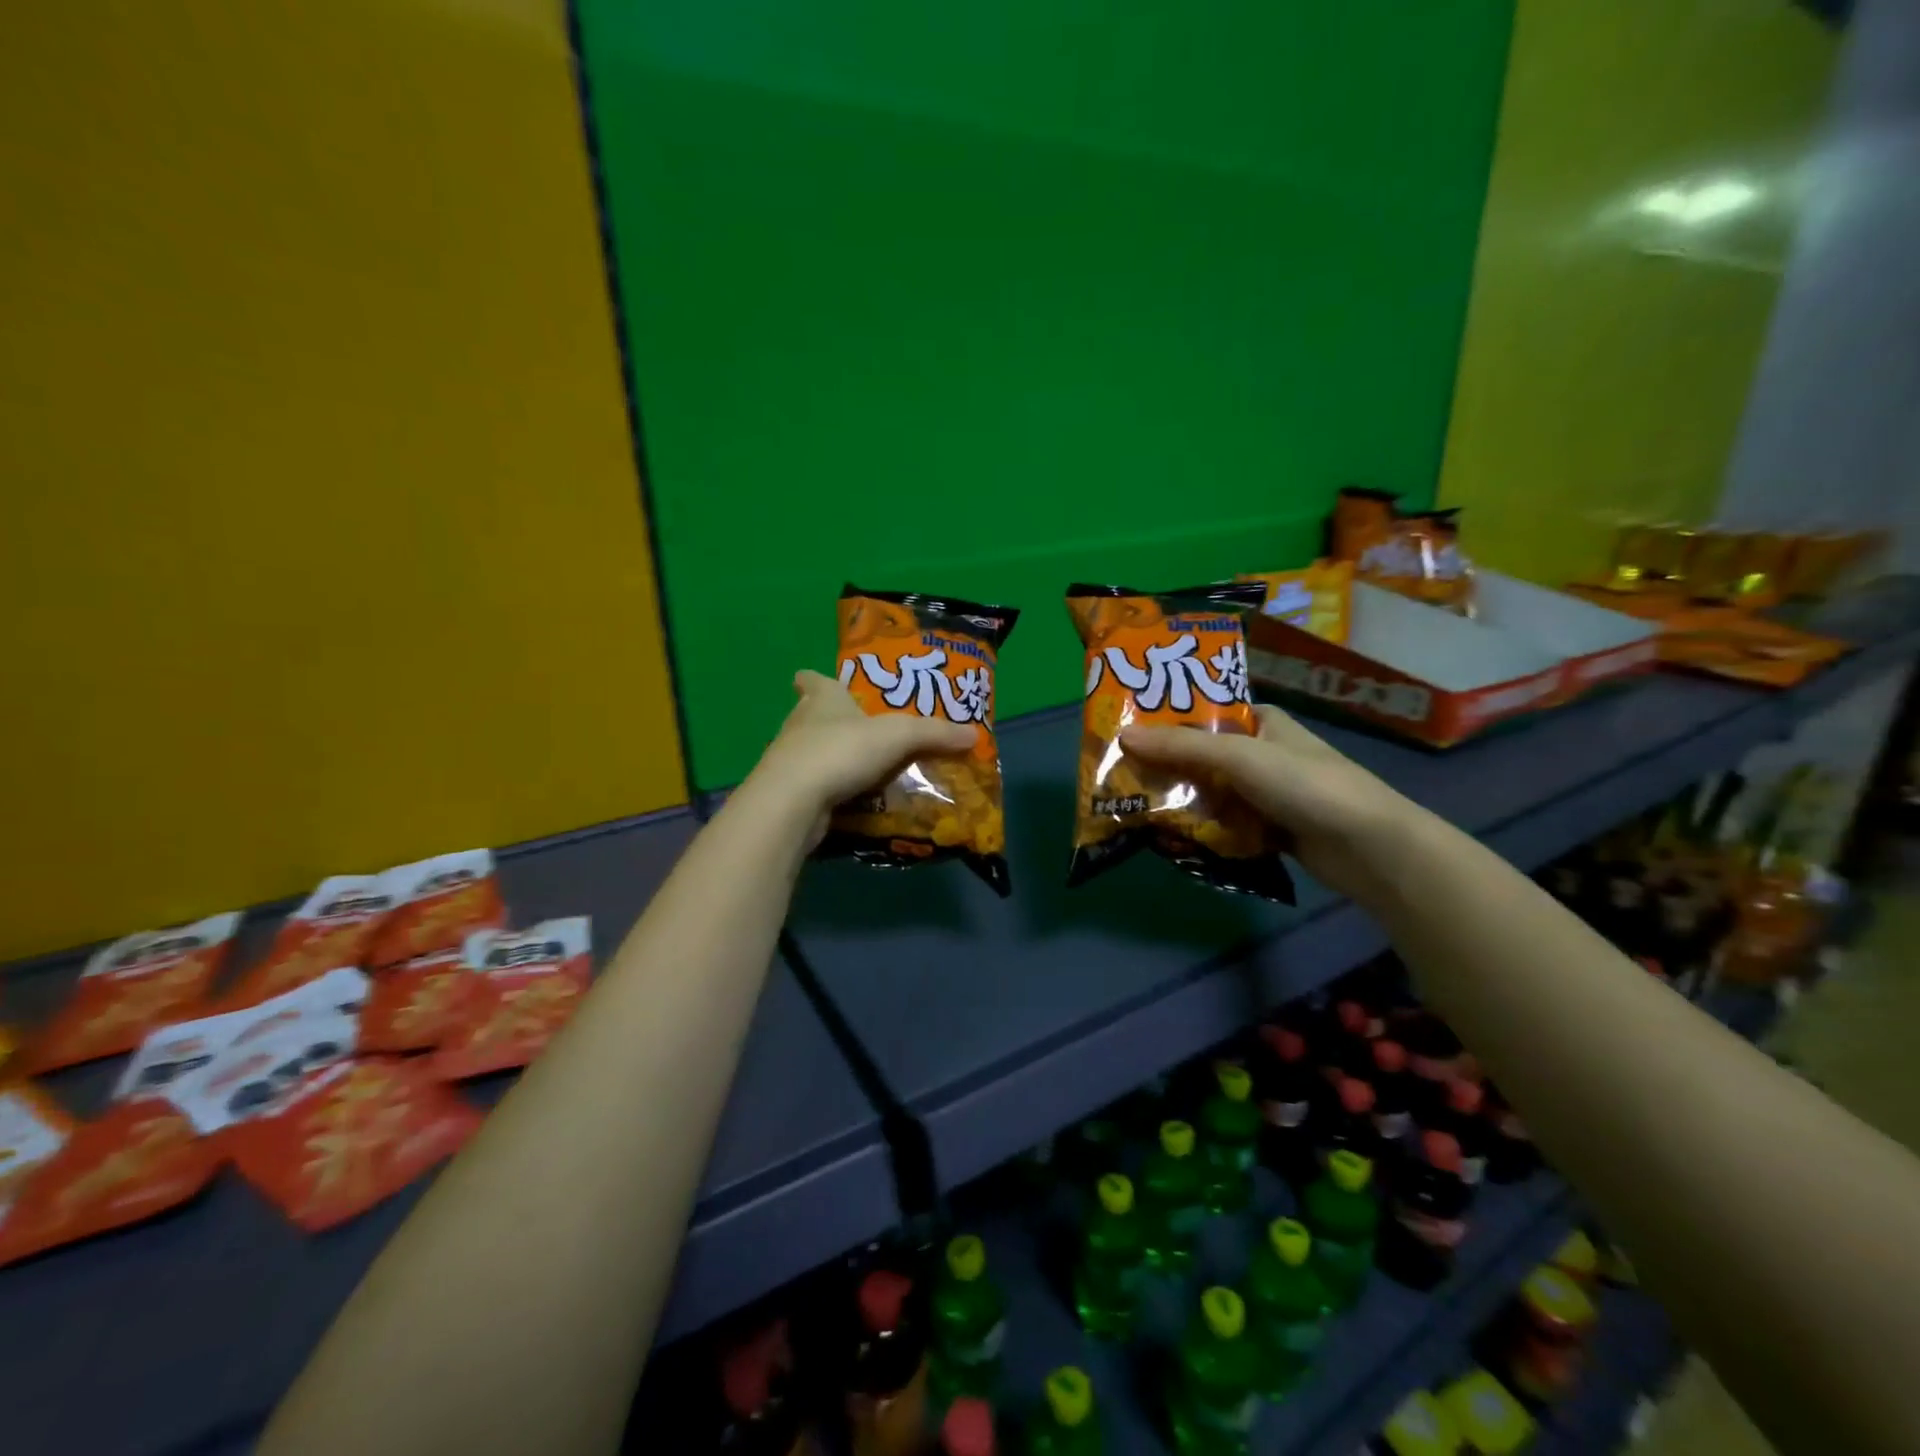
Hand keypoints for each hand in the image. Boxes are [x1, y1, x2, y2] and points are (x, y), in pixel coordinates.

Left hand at [745, 670, 975, 833]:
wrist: (792, 802)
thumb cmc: (841, 751)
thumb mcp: (898, 735)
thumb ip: (935, 733)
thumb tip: (974, 734)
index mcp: (822, 698)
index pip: (812, 679)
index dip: (817, 678)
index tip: (827, 682)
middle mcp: (801, 724)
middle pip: (815, 715)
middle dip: (837, 721)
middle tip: (869, 731)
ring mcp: (791, 760)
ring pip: (815, 752)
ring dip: (838, 758)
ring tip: (870, 768)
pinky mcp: (791, 794)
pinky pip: (819, 786)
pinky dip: (836, 791)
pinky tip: (857, 800)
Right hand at [1122, 705, 1422, 902]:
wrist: (1371, 848)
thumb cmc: (1306, 785)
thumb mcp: (1239, 755)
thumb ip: (1181, 746)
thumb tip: (1123, 735)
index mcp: (1261, 722)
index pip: (1203, 713)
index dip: (1165, 721)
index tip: (1124, 732)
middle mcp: (1262, 752)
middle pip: (1201, 756)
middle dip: (1165, 767)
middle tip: (1119, 777)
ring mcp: (1266, 793)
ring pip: (1210, 792)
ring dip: (1180, 801)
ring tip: (1134, 808)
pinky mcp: (1269, 828)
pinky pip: (1224, 823)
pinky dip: (1201, 828)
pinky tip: (1171, 836)